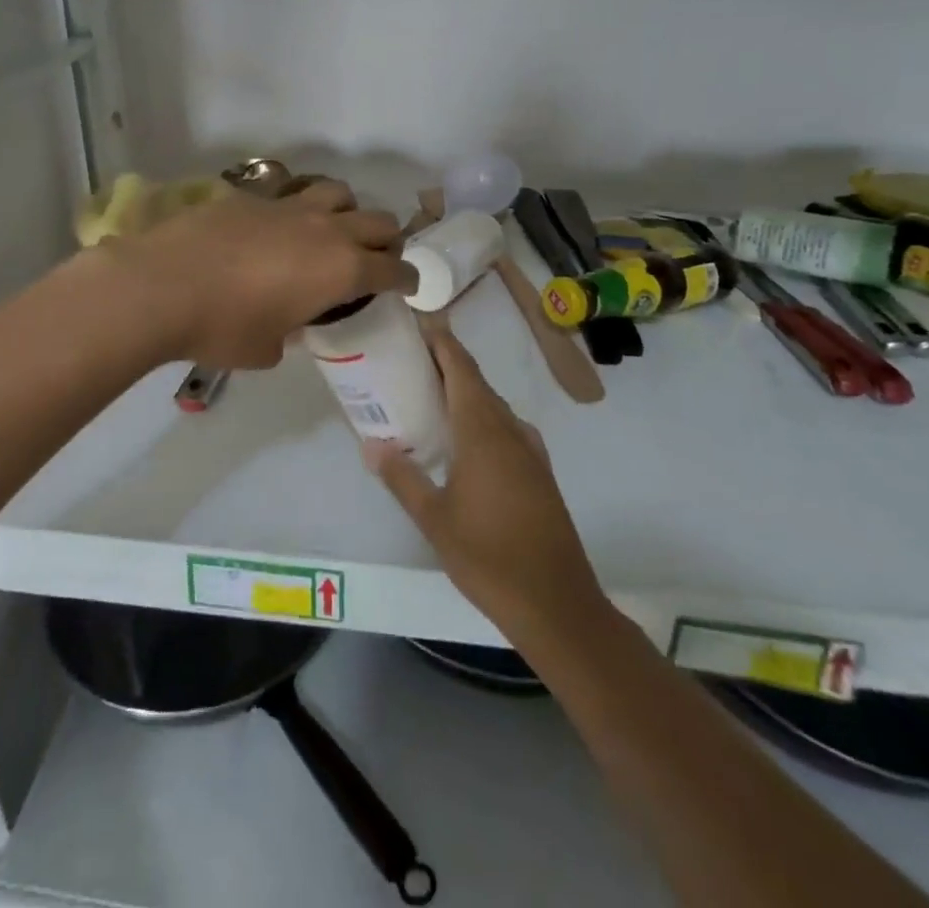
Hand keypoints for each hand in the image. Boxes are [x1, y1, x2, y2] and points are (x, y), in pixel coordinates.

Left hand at [118, 179, 412, 368]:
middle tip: (374, 259)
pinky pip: (290, 193)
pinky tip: (276, 229)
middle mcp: (325, 230)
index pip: (394, 268)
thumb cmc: (222, 328)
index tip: (408, 285)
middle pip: (378, 221)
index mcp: (341, 270)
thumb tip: (289, 325)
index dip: (407, 279)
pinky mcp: (253, 196)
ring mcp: (289, 206)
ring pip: (339, 192)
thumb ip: (291, 333)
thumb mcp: (267, 348)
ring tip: (330, 231)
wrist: (162, 286)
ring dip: (347, 211)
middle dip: (386, 241)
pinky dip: (298, 209)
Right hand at [364, 330, 603, 646]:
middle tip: (408, 359)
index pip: (461, 368)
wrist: (557, 604)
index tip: (416, 324)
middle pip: (476, 382)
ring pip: (492, 405)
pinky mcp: (539, 472)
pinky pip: (504, 428)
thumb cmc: (489, 556)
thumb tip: (371, 445)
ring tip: (427, 393)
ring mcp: (530, 451)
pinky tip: (463, 439)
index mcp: (483, 430)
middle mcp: (510, 430)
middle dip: (446, 363)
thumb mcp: (434, 519)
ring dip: (463, 391)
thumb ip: (402, 477)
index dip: (441, 342)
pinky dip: (480, 417)